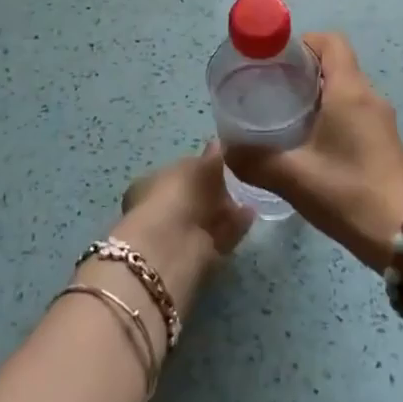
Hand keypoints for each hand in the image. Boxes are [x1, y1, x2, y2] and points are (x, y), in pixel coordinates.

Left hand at [111, 141, 253, 317]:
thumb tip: (218, 144)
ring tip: (249, 198)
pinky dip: (234, 226)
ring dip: (226, 211)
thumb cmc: (176, 194)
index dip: (198, 169)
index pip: (177, 174)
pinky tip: (251, 214)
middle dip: (213, 192)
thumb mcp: (196, 166)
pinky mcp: (196, 258)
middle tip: (238, 181)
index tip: (221, 164)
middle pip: (192, 199)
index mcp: (151, 184)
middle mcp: (161, 210)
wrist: (170, 245)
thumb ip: (210, 157)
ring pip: (206, 220)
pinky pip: (219, 237)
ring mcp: (177, 236)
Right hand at [223, 32, 402, 271]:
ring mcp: (382, 121)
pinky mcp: (386, 143)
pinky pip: (356, 112)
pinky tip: (311, 144)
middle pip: (337, 63)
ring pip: (346, 90)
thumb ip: (255, 160)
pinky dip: (332, 114)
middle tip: (271, 89)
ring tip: (285, 116)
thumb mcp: (294, 178)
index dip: (303, 42)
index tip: (275, 60)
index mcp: (350, 91)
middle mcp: (370, 97)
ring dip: (318, 94)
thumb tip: (226, 149)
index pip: (331, 41)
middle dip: (304, 70)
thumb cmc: (349, 194)